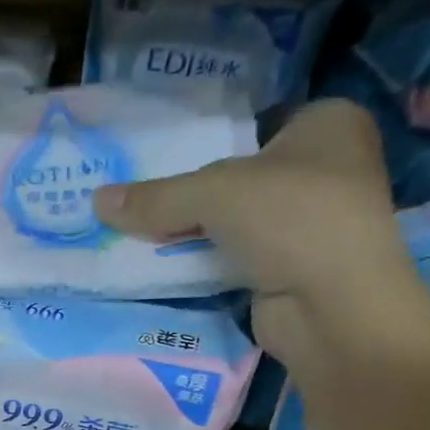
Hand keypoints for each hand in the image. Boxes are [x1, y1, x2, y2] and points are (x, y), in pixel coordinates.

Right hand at [93, 99, 429, 367]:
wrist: (333, 307)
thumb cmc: (289, 219)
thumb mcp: (211, 193)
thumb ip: (154, 197)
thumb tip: (96, 201)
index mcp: (328, 123)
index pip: (253, 122)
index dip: (206, 139)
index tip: (159, 159)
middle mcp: (329, 166)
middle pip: (240, 175)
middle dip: (193, 192)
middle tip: (142, 198)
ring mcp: (314, 221)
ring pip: (236, 219)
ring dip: (196, 230)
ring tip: (142, 231)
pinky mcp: (294, 266)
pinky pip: (238, 254)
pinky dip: (207, 260)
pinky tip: (167, 263)